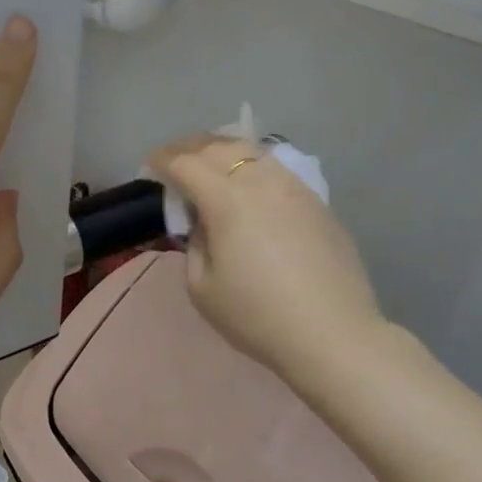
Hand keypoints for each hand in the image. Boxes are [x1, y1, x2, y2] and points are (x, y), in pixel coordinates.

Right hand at [148, 134, 384, 377]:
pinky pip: (276, 169)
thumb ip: (195, 244)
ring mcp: (294, 187)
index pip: (186, 164)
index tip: (150, 165)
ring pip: (252, 152)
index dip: (163, 160)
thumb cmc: (257, 316)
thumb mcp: (202, 287)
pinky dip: (252, 166)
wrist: (332, 334)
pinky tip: (248, 183)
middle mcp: (261, 181)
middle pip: (219, 148)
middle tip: (173, 159)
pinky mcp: (317, 202)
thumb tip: (204, 223)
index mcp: (226, 200)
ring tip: (209, 163)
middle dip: (189, 148)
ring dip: (223, 151)